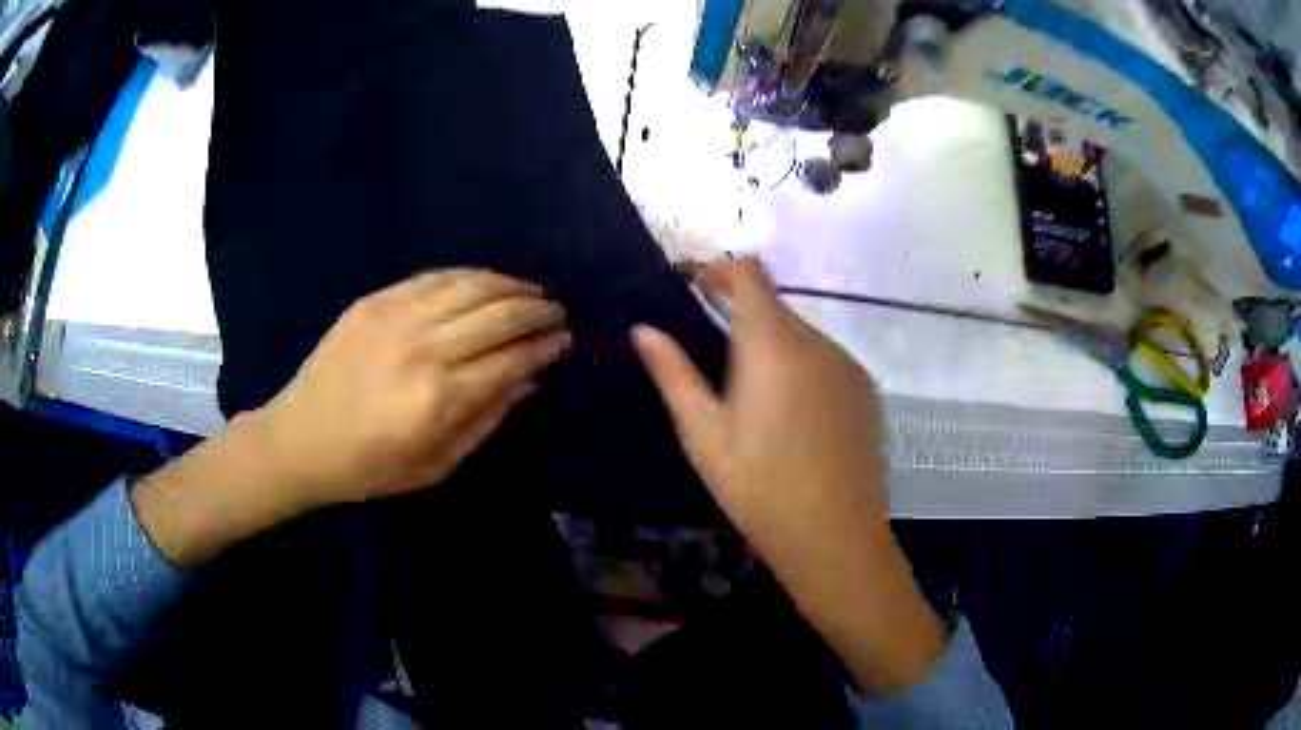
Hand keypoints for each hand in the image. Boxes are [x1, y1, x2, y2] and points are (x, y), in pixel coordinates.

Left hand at [133, 269, 569, 568]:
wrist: (300, 439)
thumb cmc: (370, 467)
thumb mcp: (437, 465)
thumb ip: (487, 420)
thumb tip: (530, 378)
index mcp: (440, 398)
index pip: (512, 358)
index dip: (546, 346)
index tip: (566, 341)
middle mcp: (424, 348)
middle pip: (498, 314)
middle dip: (537, 311)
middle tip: (558, 312)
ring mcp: (396, 316)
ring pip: (471, 286)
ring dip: (511, 285)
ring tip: (532, 291)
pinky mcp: (375, 301)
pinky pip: (434, 277)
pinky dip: (469, 275)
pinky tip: (487, 280)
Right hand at [633, 259, 944, 692]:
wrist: (835, 537)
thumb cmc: (760, 490)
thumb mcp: (704, 436)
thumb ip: (673, 374)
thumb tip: (643, 329)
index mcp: (773, 346)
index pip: (750, 274)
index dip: (720, 269)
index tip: (695, 286)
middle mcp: (817, 342)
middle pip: (775, 304)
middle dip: (740, 311)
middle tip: (712, 347)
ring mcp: (848, 365)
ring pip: (801, 332)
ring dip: (772, 341)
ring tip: (751, 391)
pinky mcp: (866, 390)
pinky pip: (827, 358)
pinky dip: (802, 364)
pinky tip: (791, 413)